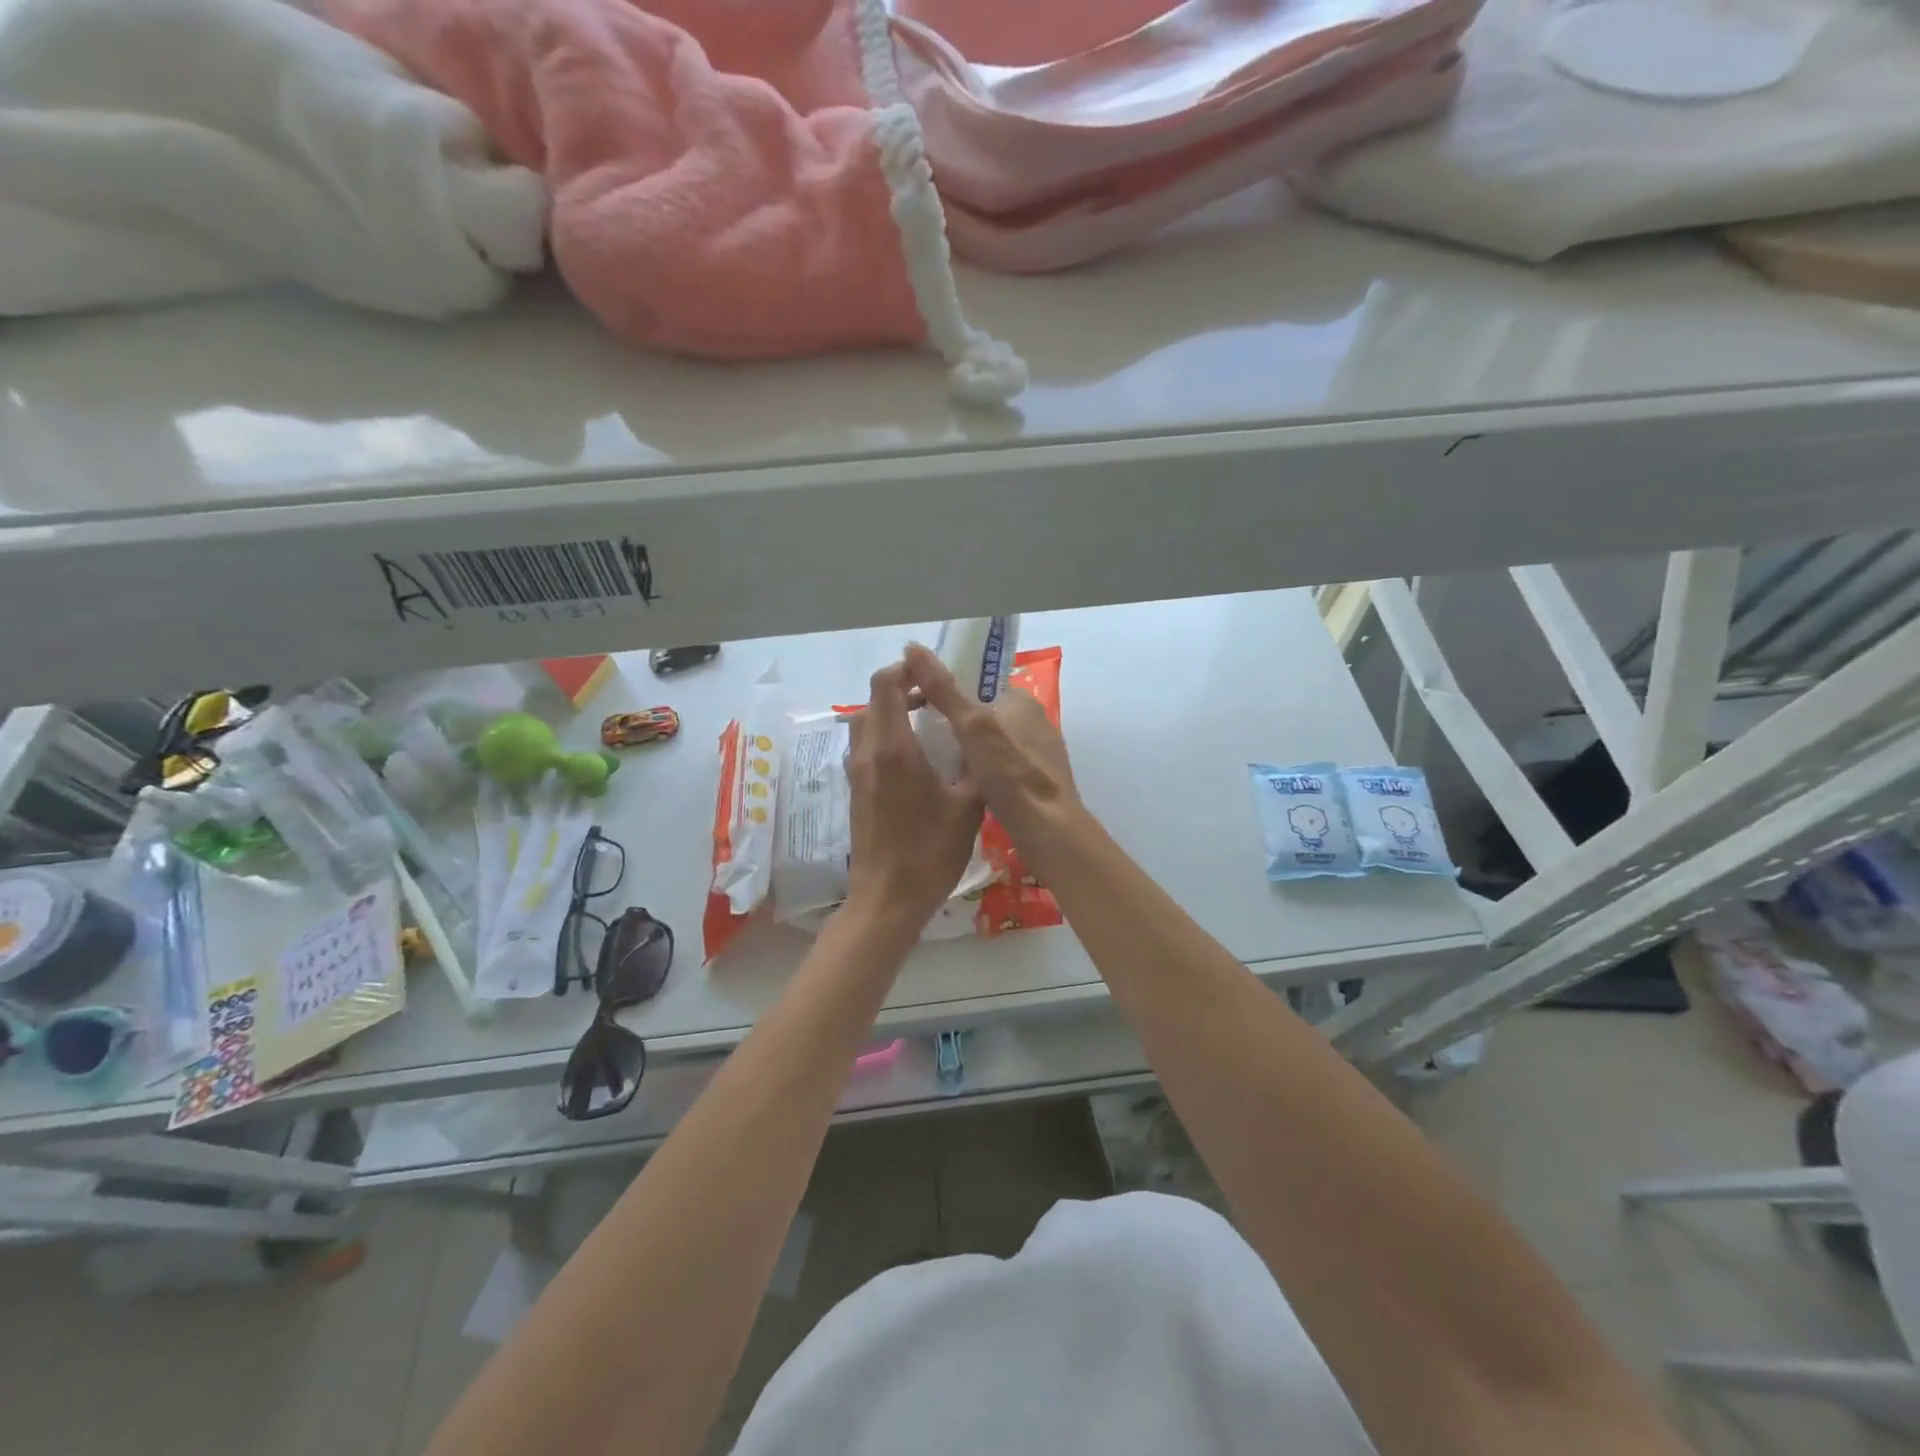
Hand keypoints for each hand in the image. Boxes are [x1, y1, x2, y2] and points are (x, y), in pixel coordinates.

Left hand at [842, 661, 984, 931]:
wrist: (888, 898)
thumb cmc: (930, 851)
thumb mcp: (968, 807)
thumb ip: (976, 767)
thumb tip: (984, 742)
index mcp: (894, 748)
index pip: (886, 685)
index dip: (906, 670)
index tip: (930, 673)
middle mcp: (869, 753)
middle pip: (873, 701)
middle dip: (901, 690)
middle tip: (934, 698)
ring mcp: (858, 773)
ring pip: (866, 725)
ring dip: (891, 714)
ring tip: (926, 724)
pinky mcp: (856, 791)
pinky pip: (867, 747)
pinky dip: (886, 737)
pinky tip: (915, 757)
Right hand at [903, 643, 1077, 837]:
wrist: (1048, 829)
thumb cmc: (1010, 772)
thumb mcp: (971, 726)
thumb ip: (943, 689)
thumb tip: (913, 646)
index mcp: (1022, 699)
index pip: (977, 685)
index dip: (947, 694)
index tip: (918, 709)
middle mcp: (1035, 721)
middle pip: (983, 715)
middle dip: (955, 726)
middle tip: (923, 742)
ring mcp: (1039, 753)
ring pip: (992, 744)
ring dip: (968, 752)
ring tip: (938, 766)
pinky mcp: (1039, 781)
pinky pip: (1002, 768)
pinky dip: (983, 773)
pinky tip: (965, 788)